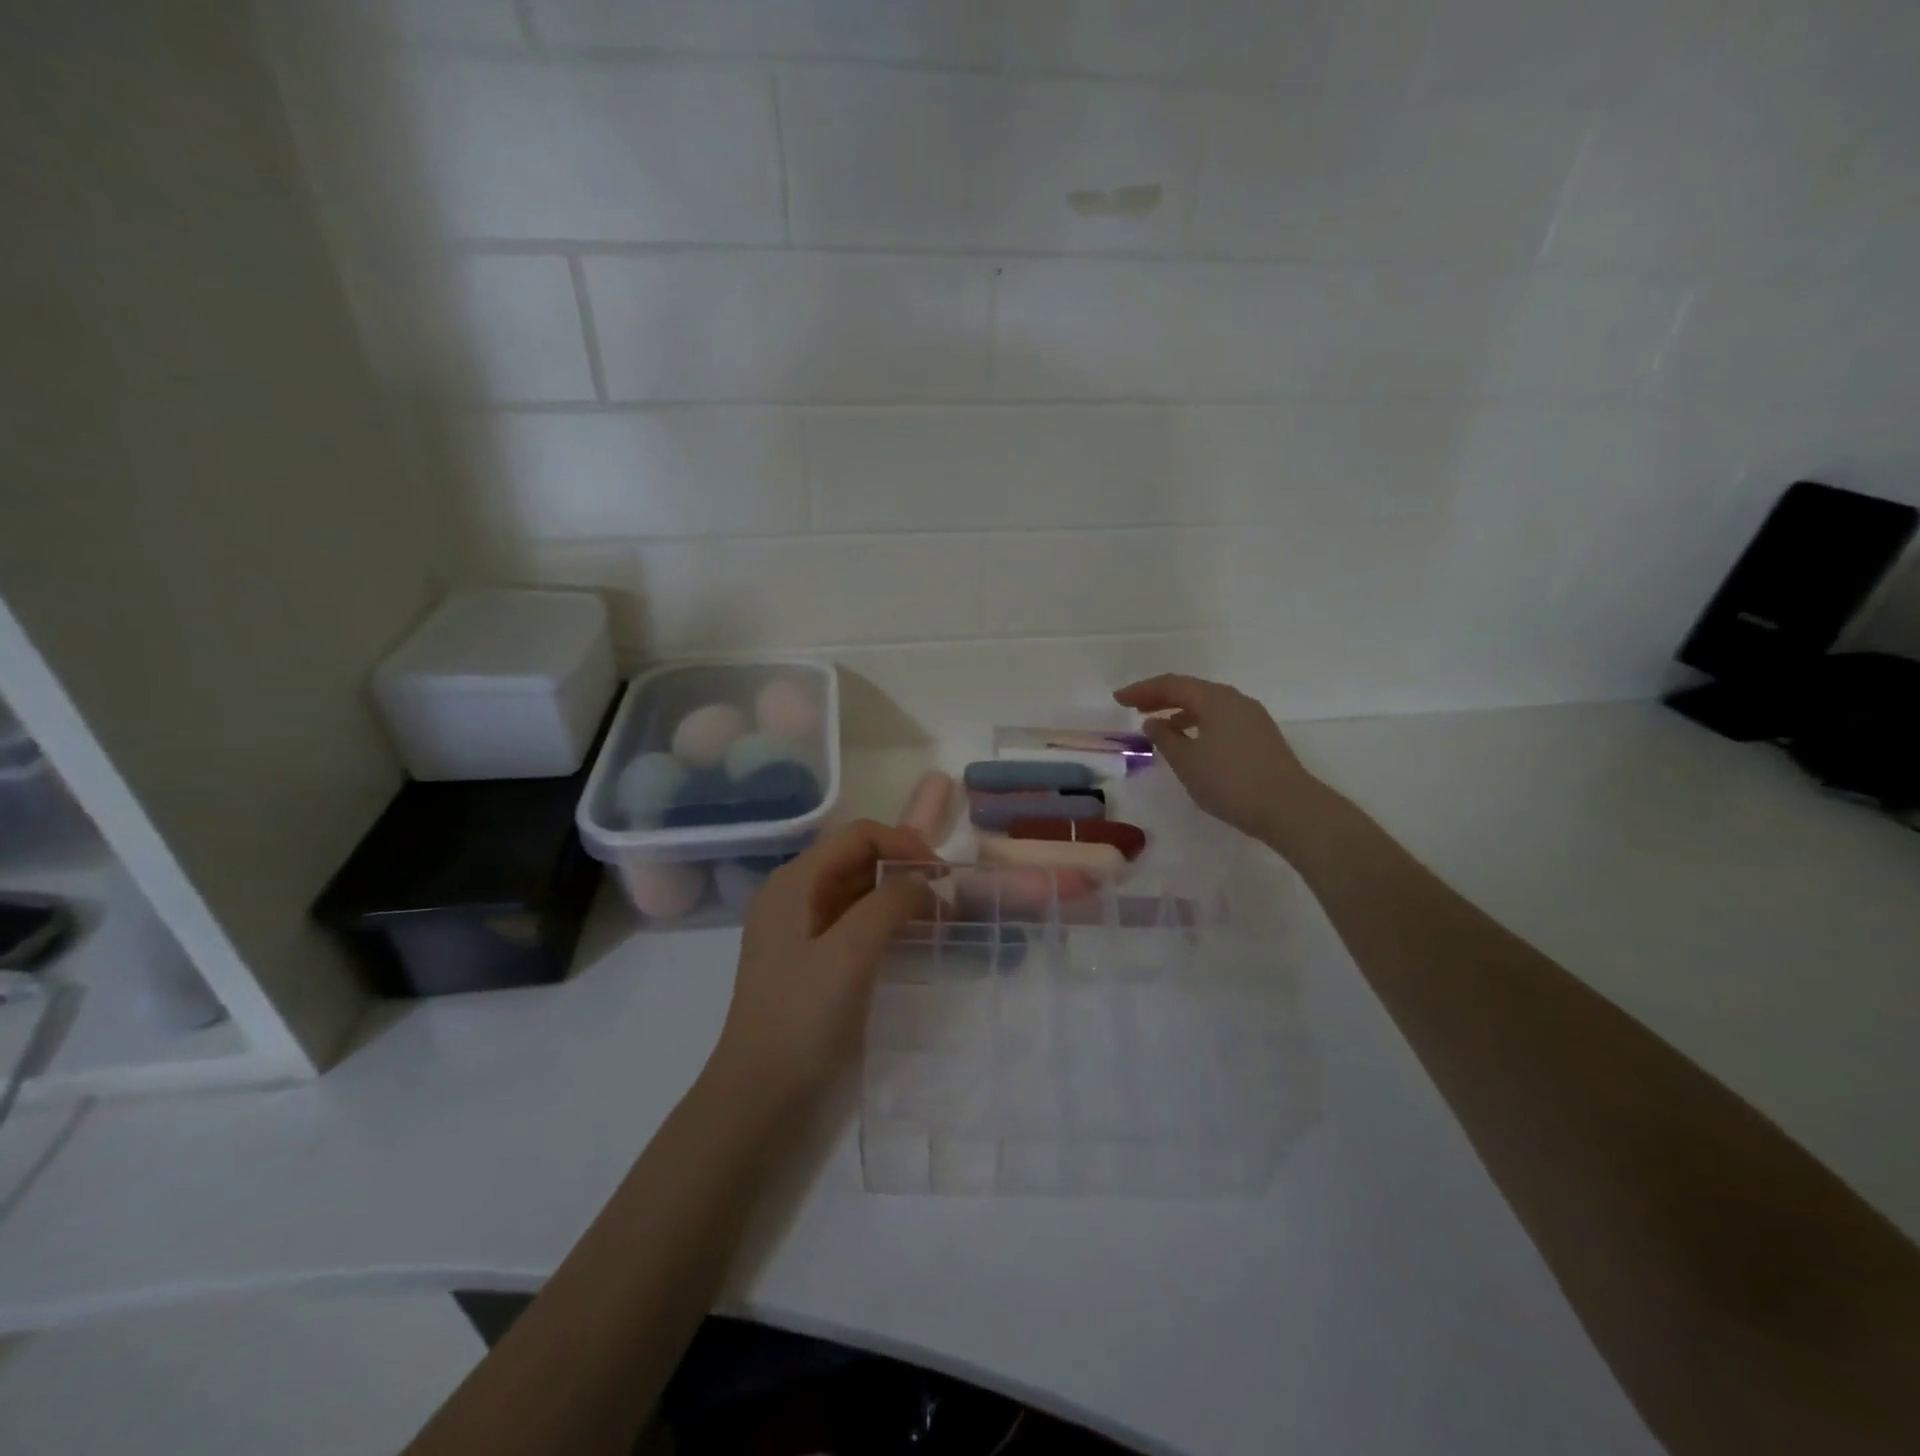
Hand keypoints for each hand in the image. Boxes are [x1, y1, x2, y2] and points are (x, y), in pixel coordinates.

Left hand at [712, 820, 937, 1100]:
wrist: (759, 1099)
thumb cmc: (802, 1018)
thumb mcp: (850, 952)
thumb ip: (890, 903)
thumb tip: (923, 882)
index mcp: (794, 882)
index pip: (858, 837)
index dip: (904, 844)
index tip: (944, 877)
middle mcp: (794, 896)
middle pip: (856, 860)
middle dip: (903, 870)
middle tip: (945, 902)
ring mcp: (799, 931)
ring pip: (856, 893)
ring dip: (897, 898)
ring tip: (936, 922)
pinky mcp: (809, 962)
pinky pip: (852, 925)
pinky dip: (884, 925)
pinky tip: (909, 944)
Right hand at [1114, 674, 1325, 849]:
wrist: (1288, 807)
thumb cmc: (1230, 781)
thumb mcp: (1187, 761)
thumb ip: (1165, 739)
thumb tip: (1154, 723)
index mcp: (1215, 699)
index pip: (1171, 685)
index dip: (1142, 690)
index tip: (1118, 699)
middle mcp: (1235, 700)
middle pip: (1191, 690)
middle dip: (1161, 697)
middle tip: (1135, 707)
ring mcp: (1252, 718)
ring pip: (1208, 705)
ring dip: (1180, 712)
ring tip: (1159, 728)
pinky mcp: (1261, 737)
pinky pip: (1221, 720)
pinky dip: (1199, 725)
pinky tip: (1191, 743)